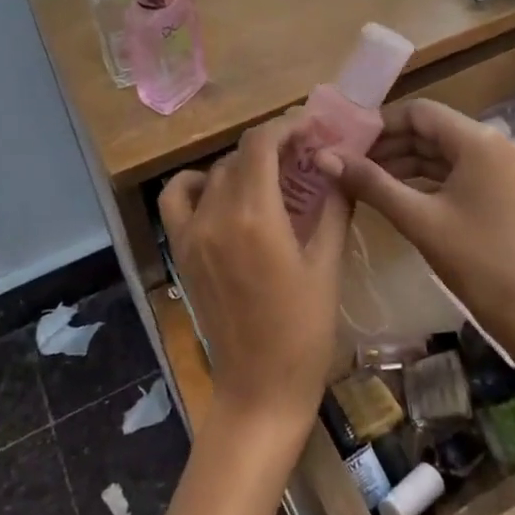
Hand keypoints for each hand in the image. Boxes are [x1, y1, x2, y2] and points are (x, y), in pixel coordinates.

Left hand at [158, 116, 349, 446]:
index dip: (287, 126)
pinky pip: (177, 199)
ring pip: (214, 173)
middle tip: (306, 154)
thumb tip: (337, 166)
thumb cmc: (304, 331)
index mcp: (255, 216)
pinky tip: (222, 193)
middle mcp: (216, 215)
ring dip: (243, 164)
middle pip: (240, 155)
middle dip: (274, 145)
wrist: (259, 389)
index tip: (312, 127)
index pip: (262, 144)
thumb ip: (333, 207)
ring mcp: (192, 233)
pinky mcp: (181, 251)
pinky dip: (196, 184)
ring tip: (271, 175)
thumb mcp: (327, 265)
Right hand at [320, 98, 514, 358]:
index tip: (346, 141)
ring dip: (401, 161)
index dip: (380, 123)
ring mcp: (495, 167)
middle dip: (387, 144)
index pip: (419, 112)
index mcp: (478, 141)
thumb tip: (324, 157)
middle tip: (346, 161)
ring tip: (359, 178)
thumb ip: (370, 183)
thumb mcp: (417, 219)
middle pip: (429, 129)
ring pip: (438, 151)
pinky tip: (390, 192)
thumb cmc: (475, 260)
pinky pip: (450, 170)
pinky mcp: (494, 188)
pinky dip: (420, 178)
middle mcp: (491, 143)